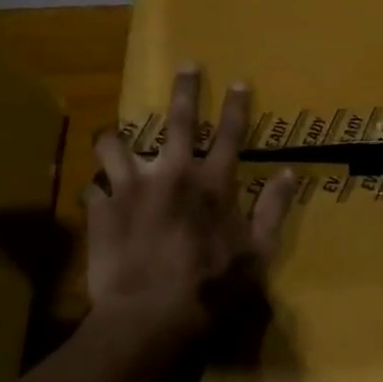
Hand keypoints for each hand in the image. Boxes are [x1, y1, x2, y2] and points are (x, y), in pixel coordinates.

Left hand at [86, 66, 299, 344]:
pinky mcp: (101, 210)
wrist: (150, 316)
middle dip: (185, 90)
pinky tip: (98, 197)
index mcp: (212, 183)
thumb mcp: (257, 252)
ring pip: (116, 145)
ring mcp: (131, 188)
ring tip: (113, 135)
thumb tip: (290, 174)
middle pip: (179, 121)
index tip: (239, 80)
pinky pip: (92, 189)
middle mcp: (171, 173)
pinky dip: (97, 191)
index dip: (237, 106)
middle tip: (186, 65)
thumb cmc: (211, 286)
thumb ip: (273, 209)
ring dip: (116, 138)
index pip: (230, 134)